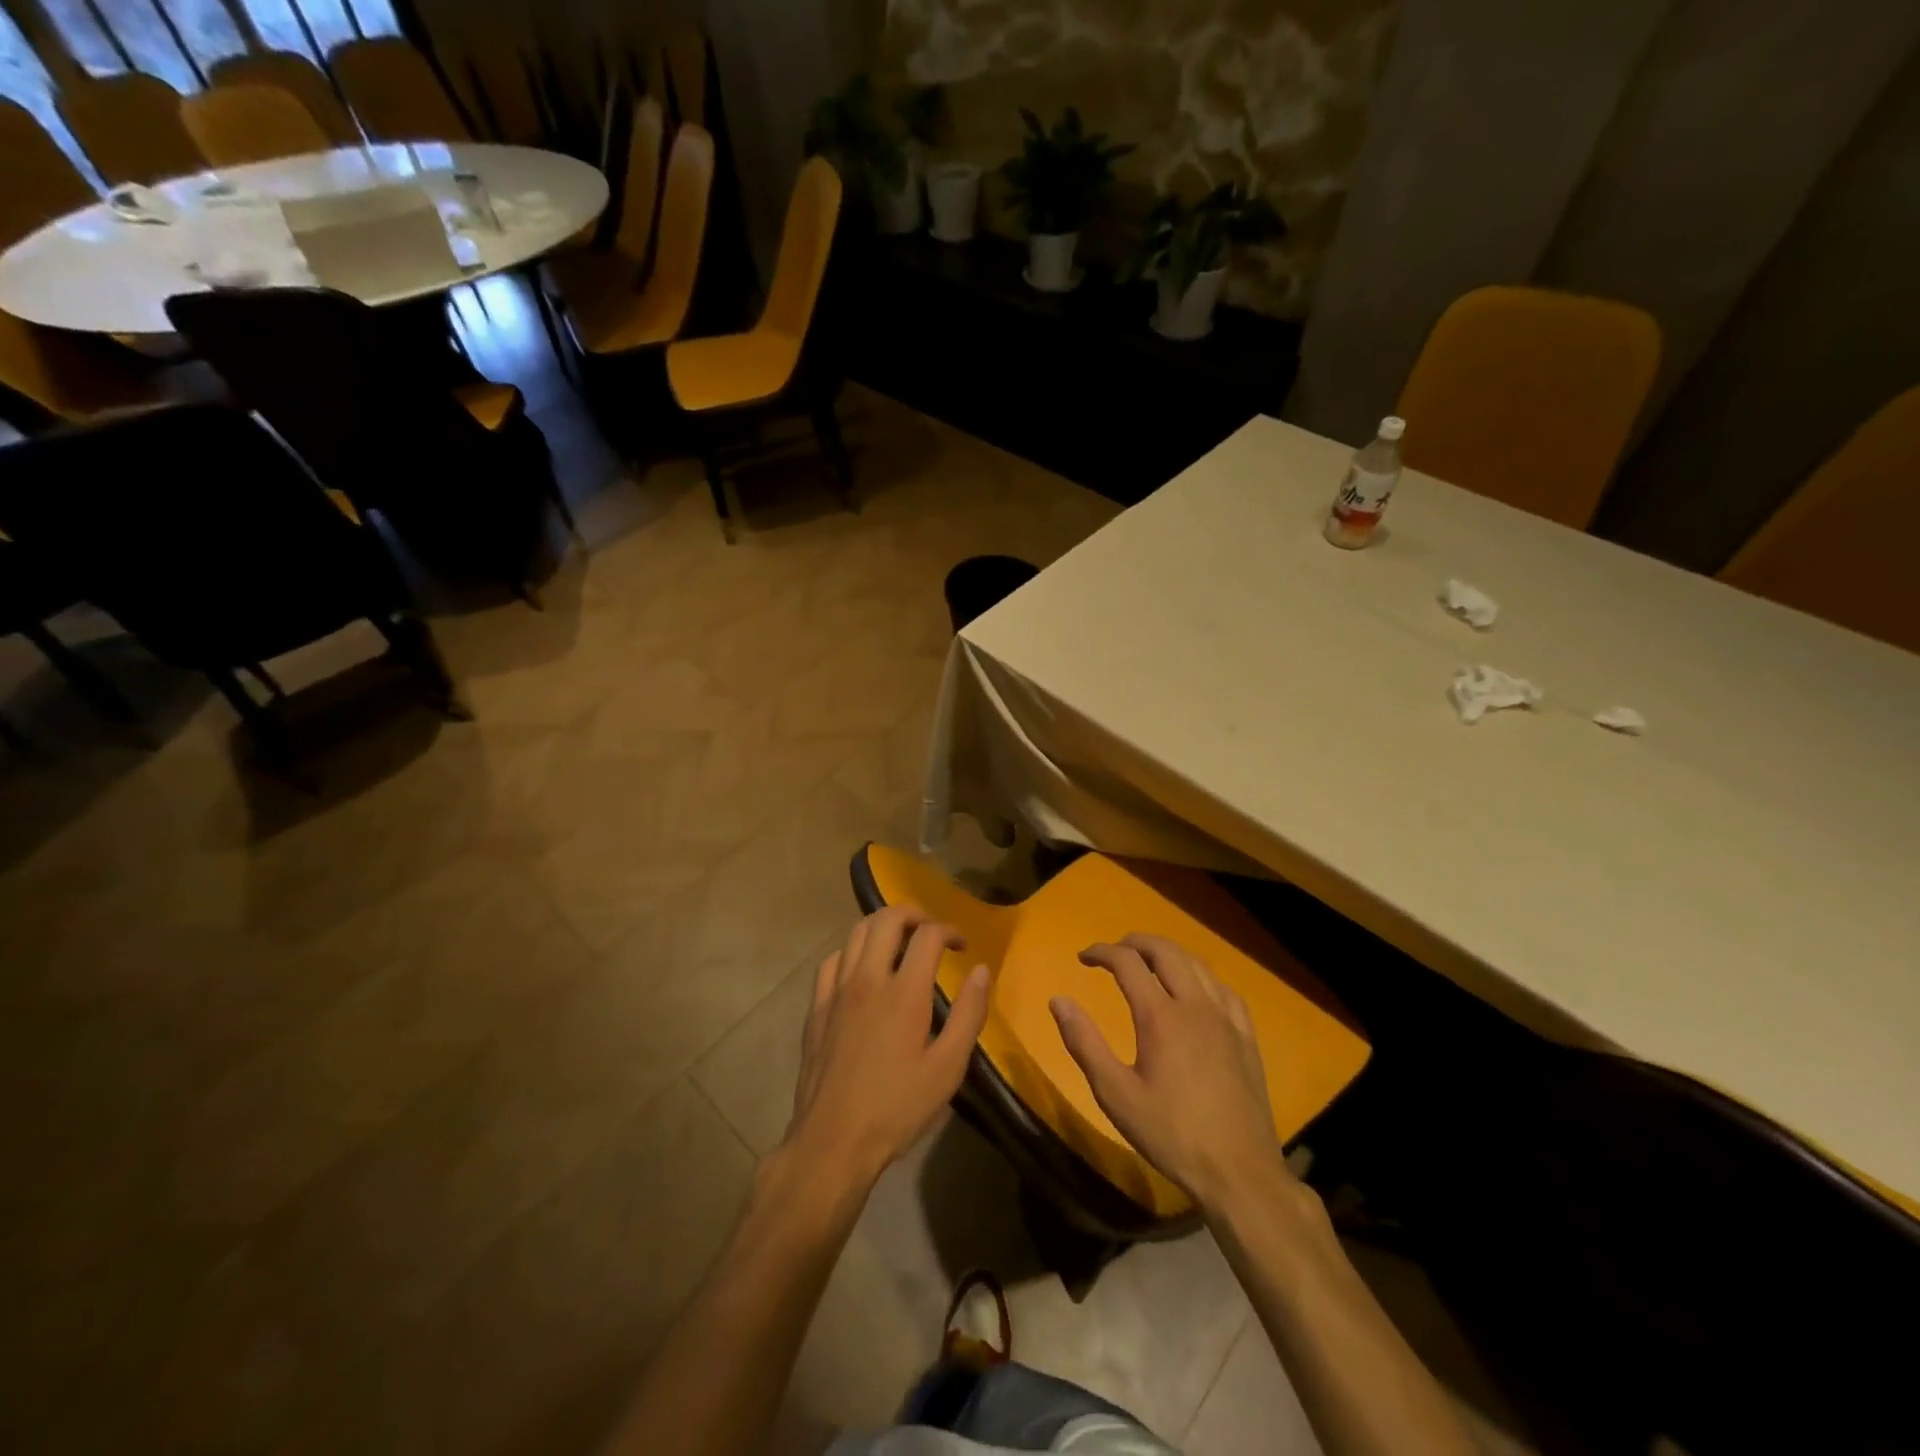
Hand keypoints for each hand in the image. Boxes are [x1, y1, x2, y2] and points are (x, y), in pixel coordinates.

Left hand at [783, 907, 990, 1193]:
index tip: (962, 947)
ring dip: (883, 927)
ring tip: (901, 943)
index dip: (949, 930)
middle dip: (915, 915)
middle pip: (887, 919)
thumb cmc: (897, 1108)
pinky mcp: (816, 1007)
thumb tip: (982, 970)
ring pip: (856, 932)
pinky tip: (863, 969)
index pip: (927, 935)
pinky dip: (853, 951)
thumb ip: (969, 1014)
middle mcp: (867, 979)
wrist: (833, 1141)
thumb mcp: (948, 1068)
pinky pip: (833, 960)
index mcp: (904, 993)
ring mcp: (836, 991)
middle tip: (932, 933)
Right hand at [1050, 934, 1286, 1213]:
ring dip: (1168, 953)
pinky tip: (1195, 989)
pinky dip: (1200, 975)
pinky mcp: (1246, 1035)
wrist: (1239, 1172)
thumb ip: (1084, 1043)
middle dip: (1136, 942)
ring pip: (1197, 963)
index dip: (1102, 952)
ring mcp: (1225, 1018)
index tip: (1084, 957)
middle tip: (1114, 951)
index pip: (1127, 962)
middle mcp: (1195, 1005)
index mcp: (1160, 1016)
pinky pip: (1223, 988)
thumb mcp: (1116, 1094)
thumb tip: (1059, 1000)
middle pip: (1165, 951)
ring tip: (1149, 963)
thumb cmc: (1171, 1134)